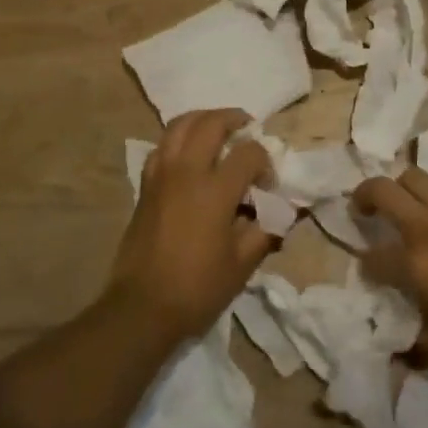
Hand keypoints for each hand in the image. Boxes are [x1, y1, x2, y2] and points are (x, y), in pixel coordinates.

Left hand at [112, 109, 277, 340]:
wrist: (142, 308)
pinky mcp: (145, 186)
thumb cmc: (198, 288)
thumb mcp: (242, 264)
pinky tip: (188, 154)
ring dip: (202, 119)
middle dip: (234, 119)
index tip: (268, 182)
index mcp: (215, 190)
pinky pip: (161, 146)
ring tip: (218, 129)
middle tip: (247, 128)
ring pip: (179, 126)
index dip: (265, 161)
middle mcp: (186, 172)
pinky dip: (178, 139)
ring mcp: (161, 176)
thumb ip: (266, 229)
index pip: (248, 153)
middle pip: (210, 123)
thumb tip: (285, 211)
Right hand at [353, 168, 427, 372]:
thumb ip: (417, 346)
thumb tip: (397, 354)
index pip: (373, 256)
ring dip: (402, 189)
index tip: (369, 275)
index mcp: (416, 262)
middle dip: (365, 195)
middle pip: (385, 189)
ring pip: (418, 180)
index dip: (365, 266)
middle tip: (363, 210)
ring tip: (405, 210)